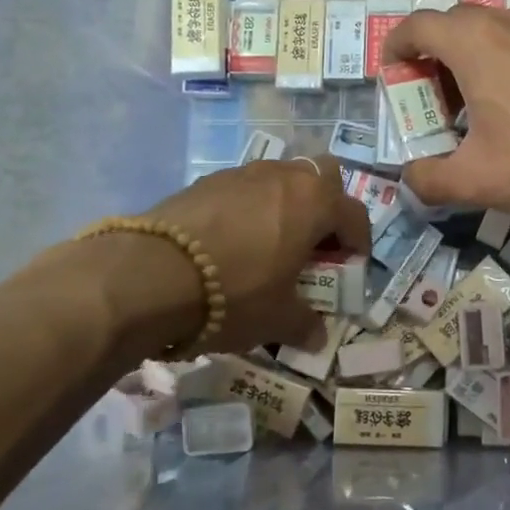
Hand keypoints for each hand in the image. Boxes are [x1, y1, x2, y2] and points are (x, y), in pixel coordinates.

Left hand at [146, 155, 370, 350]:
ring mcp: (241, 173)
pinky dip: (249, 207)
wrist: (151, 275)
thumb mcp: (277, 319)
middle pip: (322, 176)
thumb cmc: (234, 294)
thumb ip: (304, 324)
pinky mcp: (205, 181)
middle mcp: (283, 177)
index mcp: (314, 203)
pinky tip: (231, 241)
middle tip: (315, 242)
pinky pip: (243, 188)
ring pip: (279, 177)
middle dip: (326, 205)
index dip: (359, 240)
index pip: (354, 214)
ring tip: (272, 241)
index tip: (353, 263)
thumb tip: (317, 336)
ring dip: (286, 203)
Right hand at [383, 5, 509, 217]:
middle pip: (455, 24)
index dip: (395, 46)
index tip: (390, 72)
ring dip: (471, 58)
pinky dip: (507, 62)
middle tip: (430, 98)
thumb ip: (429, 179)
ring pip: (494, 31)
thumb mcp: (477, 181)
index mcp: (477, 43)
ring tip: (473, 103)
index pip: (418, 25)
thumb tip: (410, 178)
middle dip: (432, 55)